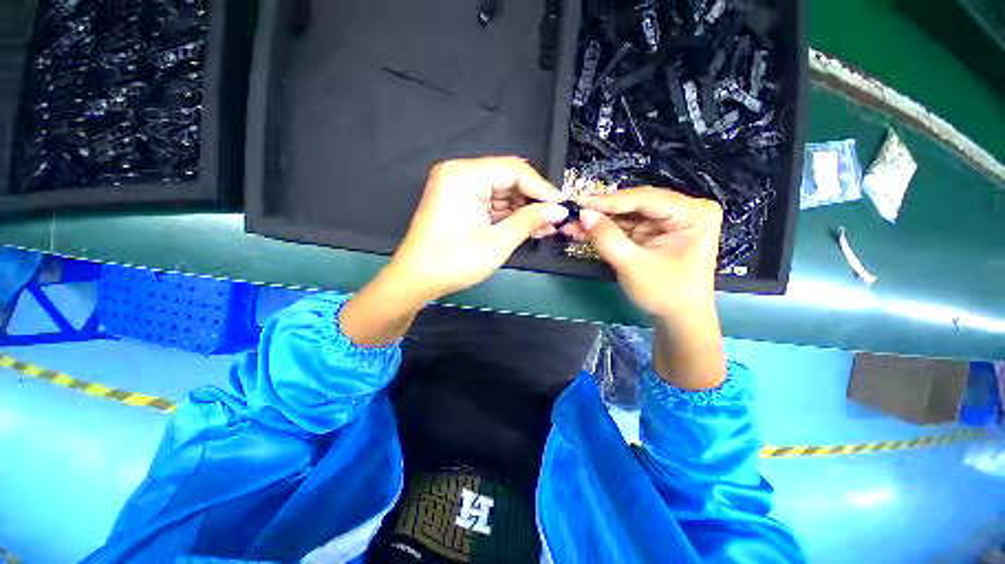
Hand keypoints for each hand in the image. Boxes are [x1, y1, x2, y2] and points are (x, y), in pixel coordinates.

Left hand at [340, 157, 567, 346]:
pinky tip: (526, 226)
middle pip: (507, 178)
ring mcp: (456, 187)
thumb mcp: (498, 242)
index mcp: (465, 175)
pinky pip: (489, 202)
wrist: (416, 280)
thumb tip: (559, 209)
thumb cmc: (455, 261)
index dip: (542, 188)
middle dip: (532, 200)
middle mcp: (459, 173)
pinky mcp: (457, 202)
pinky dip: (507, 215)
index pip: (514, 170)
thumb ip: (530, 220)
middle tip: (555, 219)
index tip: (563, 205)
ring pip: (500, 191)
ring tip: (545, 226)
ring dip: (522, 209)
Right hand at [561, 187, 722, 318]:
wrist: (678, 320)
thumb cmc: (665, 294)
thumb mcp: (633, 265)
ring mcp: (669, 221)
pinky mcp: (655, 233)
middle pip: (635, 205)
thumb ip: (607, 237)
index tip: (578, 202)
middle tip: (572, 212)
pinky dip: (605, 230)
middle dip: (602, 211)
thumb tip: (582, 214)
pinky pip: (627, 226)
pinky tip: (584, 231)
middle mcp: (684, 210)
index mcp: (693, 213)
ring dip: (600, 221)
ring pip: (627, 215)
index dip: (608, 201)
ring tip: (572, 224)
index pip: (644, 199)